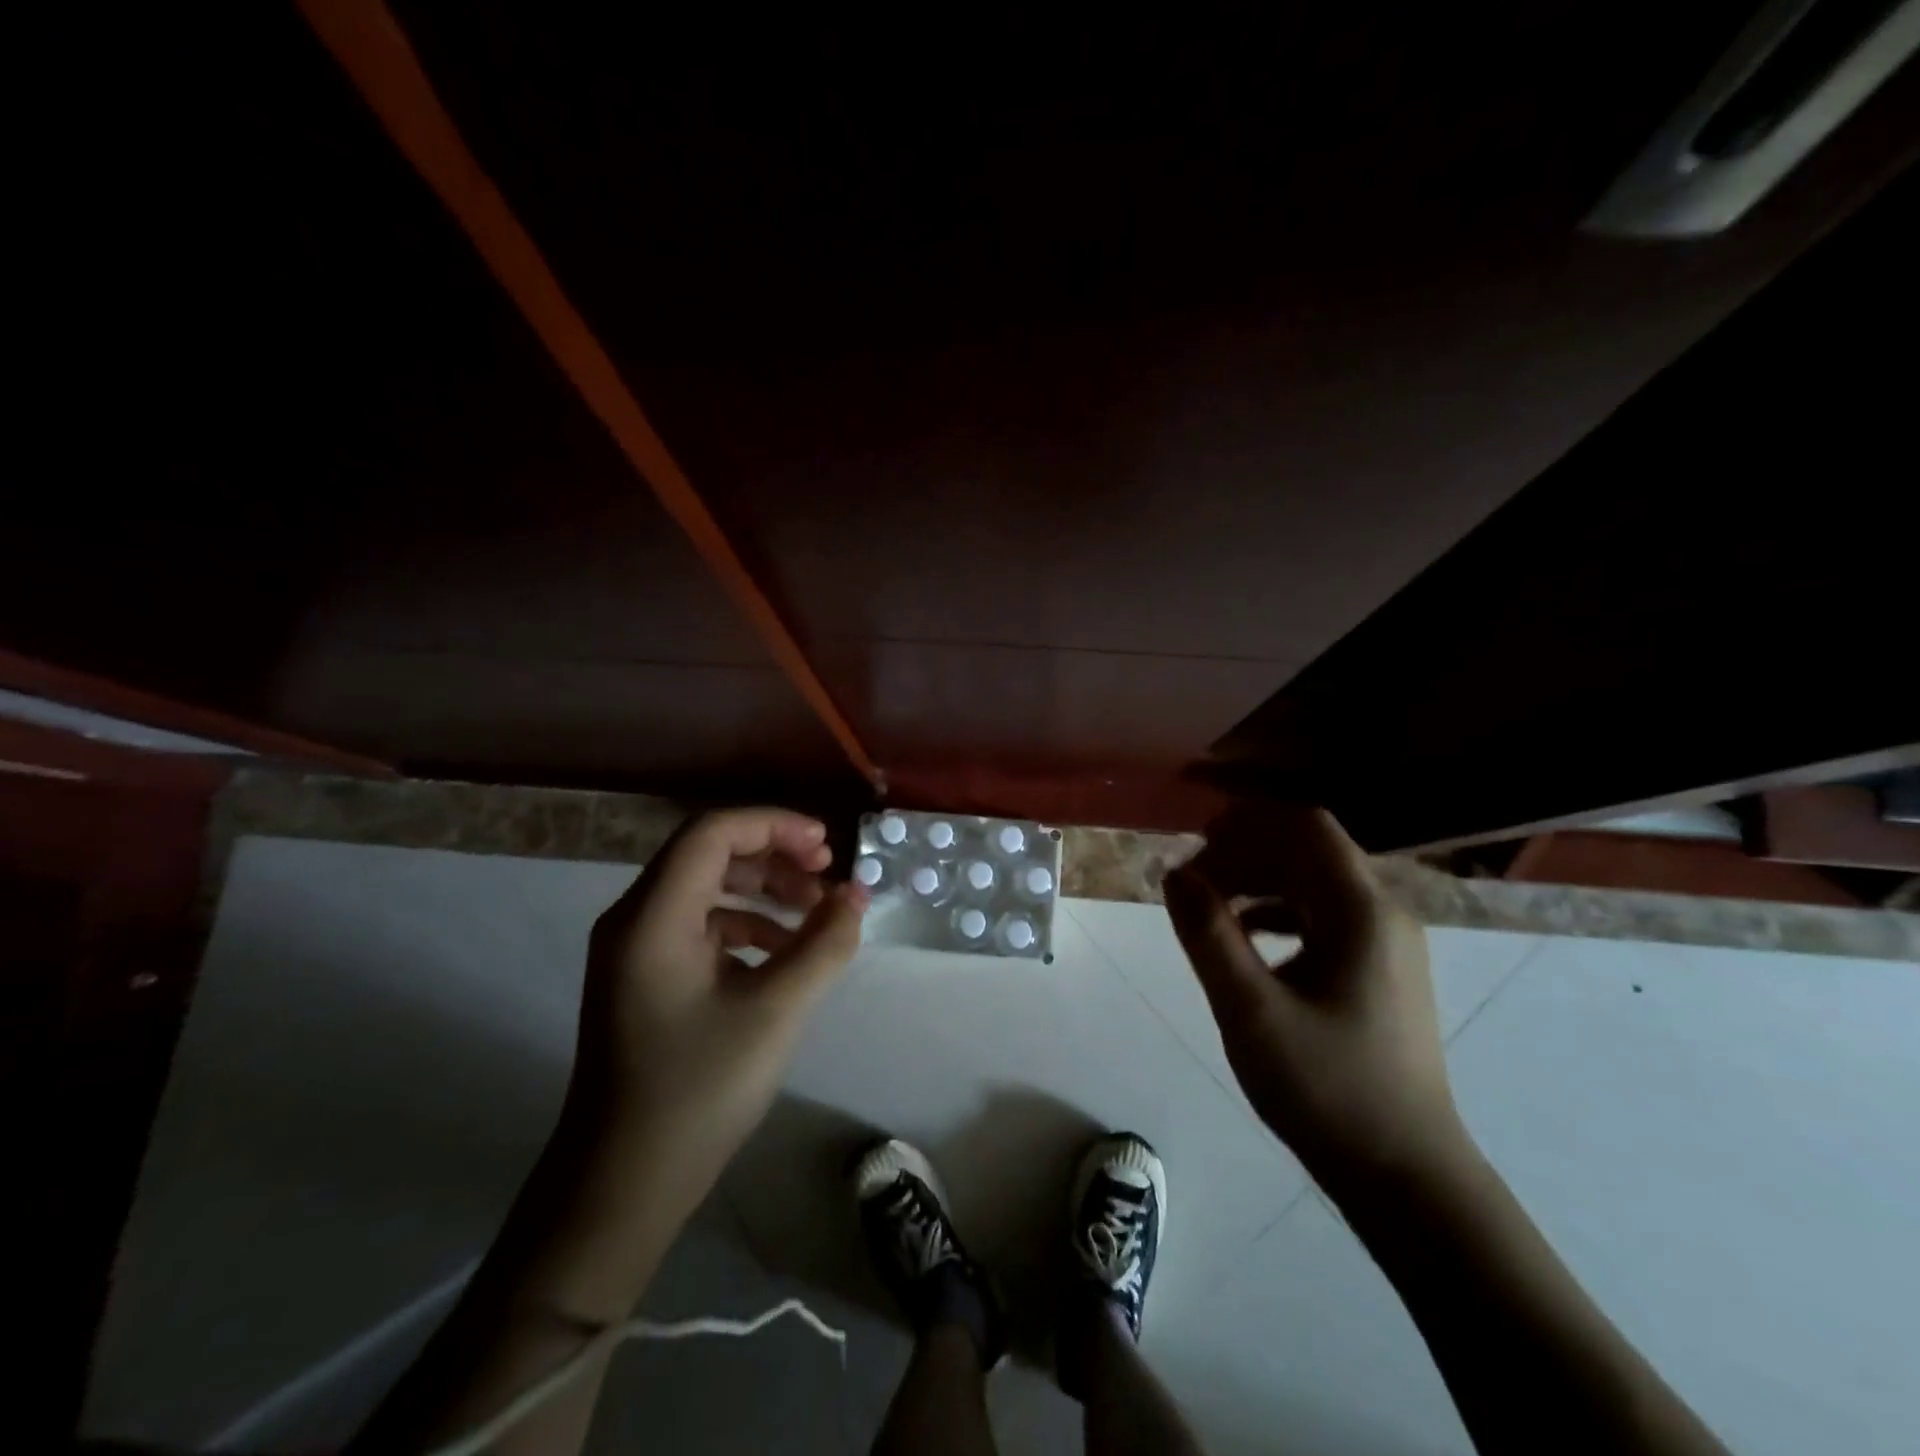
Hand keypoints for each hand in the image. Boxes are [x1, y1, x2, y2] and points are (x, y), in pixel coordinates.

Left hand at [567, 808, 867, 1193]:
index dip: (773, 825)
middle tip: (827, 874)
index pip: (712, 833)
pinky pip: (702, 927)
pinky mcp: (648, 978)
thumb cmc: (698, 1090)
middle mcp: (635, 919)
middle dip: (774, 856)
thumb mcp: (776, 1011)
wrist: (622, 1186)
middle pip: (709, 854)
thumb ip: (824, 944)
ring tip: (817, 914)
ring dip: (765, 891)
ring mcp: (637, 951)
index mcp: (653, 916)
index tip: (826, 846)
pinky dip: (749, 926)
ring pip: (708, 889)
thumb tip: (857, 896)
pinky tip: (785, 953)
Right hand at [1162, 805, 1465, 1191]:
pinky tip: (1243, 937)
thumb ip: (1208, 934)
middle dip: (1244, 852)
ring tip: (1207, 906)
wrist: (1406, 1176)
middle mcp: (1382, 912)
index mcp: (1361, 911)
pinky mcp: (1378, 970)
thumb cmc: (1326, 1088)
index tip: (1195, 842)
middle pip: (1307, 850)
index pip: (1305, 826)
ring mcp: (1385, 942)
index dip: (1246, 821)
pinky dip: (1277, 911)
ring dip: (1257, 881)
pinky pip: (1321, 916)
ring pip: (1313, 882)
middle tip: (1191, 883)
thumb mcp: (1250, 1010)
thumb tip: (1174, 872)